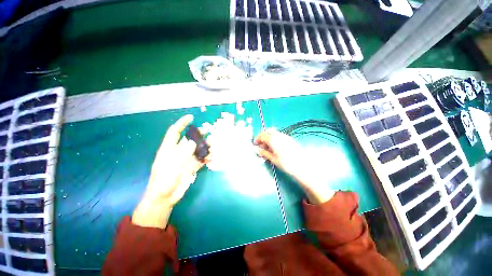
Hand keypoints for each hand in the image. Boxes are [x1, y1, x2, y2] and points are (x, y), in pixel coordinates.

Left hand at [132, 114, 204, 228]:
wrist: (165, 198)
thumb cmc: (163, 181)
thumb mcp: (171, 165)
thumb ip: (182, 153)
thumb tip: (193, 141)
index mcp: (169, 149)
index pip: (174, 132)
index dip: (182, 123)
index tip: (191, 117)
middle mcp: (178, 152)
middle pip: (189, 140)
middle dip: (198, 135)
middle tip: (208, 132)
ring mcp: (186, 160)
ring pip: (197, 149)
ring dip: (205, 146)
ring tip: (213, 145)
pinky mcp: (191, 167)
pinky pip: (200, 160)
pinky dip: (206, 157)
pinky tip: (211, 157)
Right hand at [254, 128, 334, 203]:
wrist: (303, 165)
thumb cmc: (286, 163)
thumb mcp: (273, 159)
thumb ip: (264, 153)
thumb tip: (257, 150)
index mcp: (273, 139)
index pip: (262, 135)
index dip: (257, 139)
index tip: (255, 145)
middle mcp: (278, 135)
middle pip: (267, 132)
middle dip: (262, 137)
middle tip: (261, 146)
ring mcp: (284, 136)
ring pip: (273, 133)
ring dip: (268, 138)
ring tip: (267, 148)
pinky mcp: (289, 139)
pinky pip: (278, 136)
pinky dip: (274, 139)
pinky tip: (275, 148)